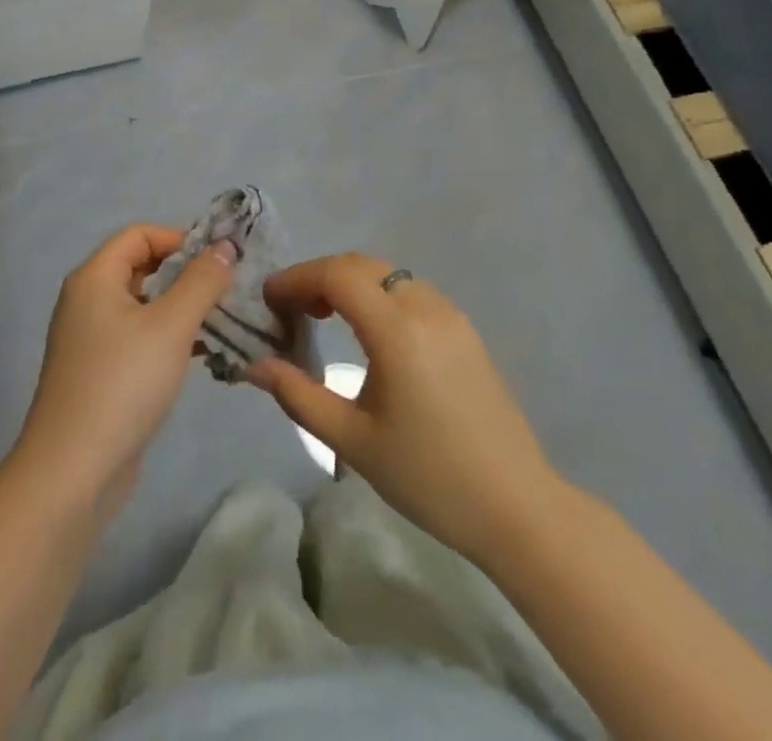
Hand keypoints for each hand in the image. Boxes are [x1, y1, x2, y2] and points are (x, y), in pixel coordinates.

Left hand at [14, 225, 235, 520]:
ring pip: (142, 305)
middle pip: (140, 267)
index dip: (180, 238)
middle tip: (227, 288)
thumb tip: (225, 245)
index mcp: (94, 278)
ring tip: (222, 319)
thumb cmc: (123, 384)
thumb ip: (202, 281)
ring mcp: (90, 339)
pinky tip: (201, 353)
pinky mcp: (100, 372)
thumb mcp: (171, 326)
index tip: (219, 259)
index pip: (140, 234)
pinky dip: (168, 337)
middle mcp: (86, 300)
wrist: (73, 472)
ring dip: (180, 307)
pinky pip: (138, 337)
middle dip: (184, 273)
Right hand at [249, 253, 562, 564]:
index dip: (297, 278)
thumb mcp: (353, 441)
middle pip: (360, 265)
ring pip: (387, 274)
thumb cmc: (428, 477)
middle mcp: (425, 307)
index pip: (336, 275)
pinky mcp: (465, 330)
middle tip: (291, 308)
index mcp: (397, 330)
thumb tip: (254, 366)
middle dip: (319, 276)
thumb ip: (298, 395)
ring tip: (323, 316)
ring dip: (350, 282)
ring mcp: (450, 315)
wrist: (517, 507)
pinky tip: (368, 330)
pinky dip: (377, 294)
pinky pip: (410, 290)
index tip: (268, 298)